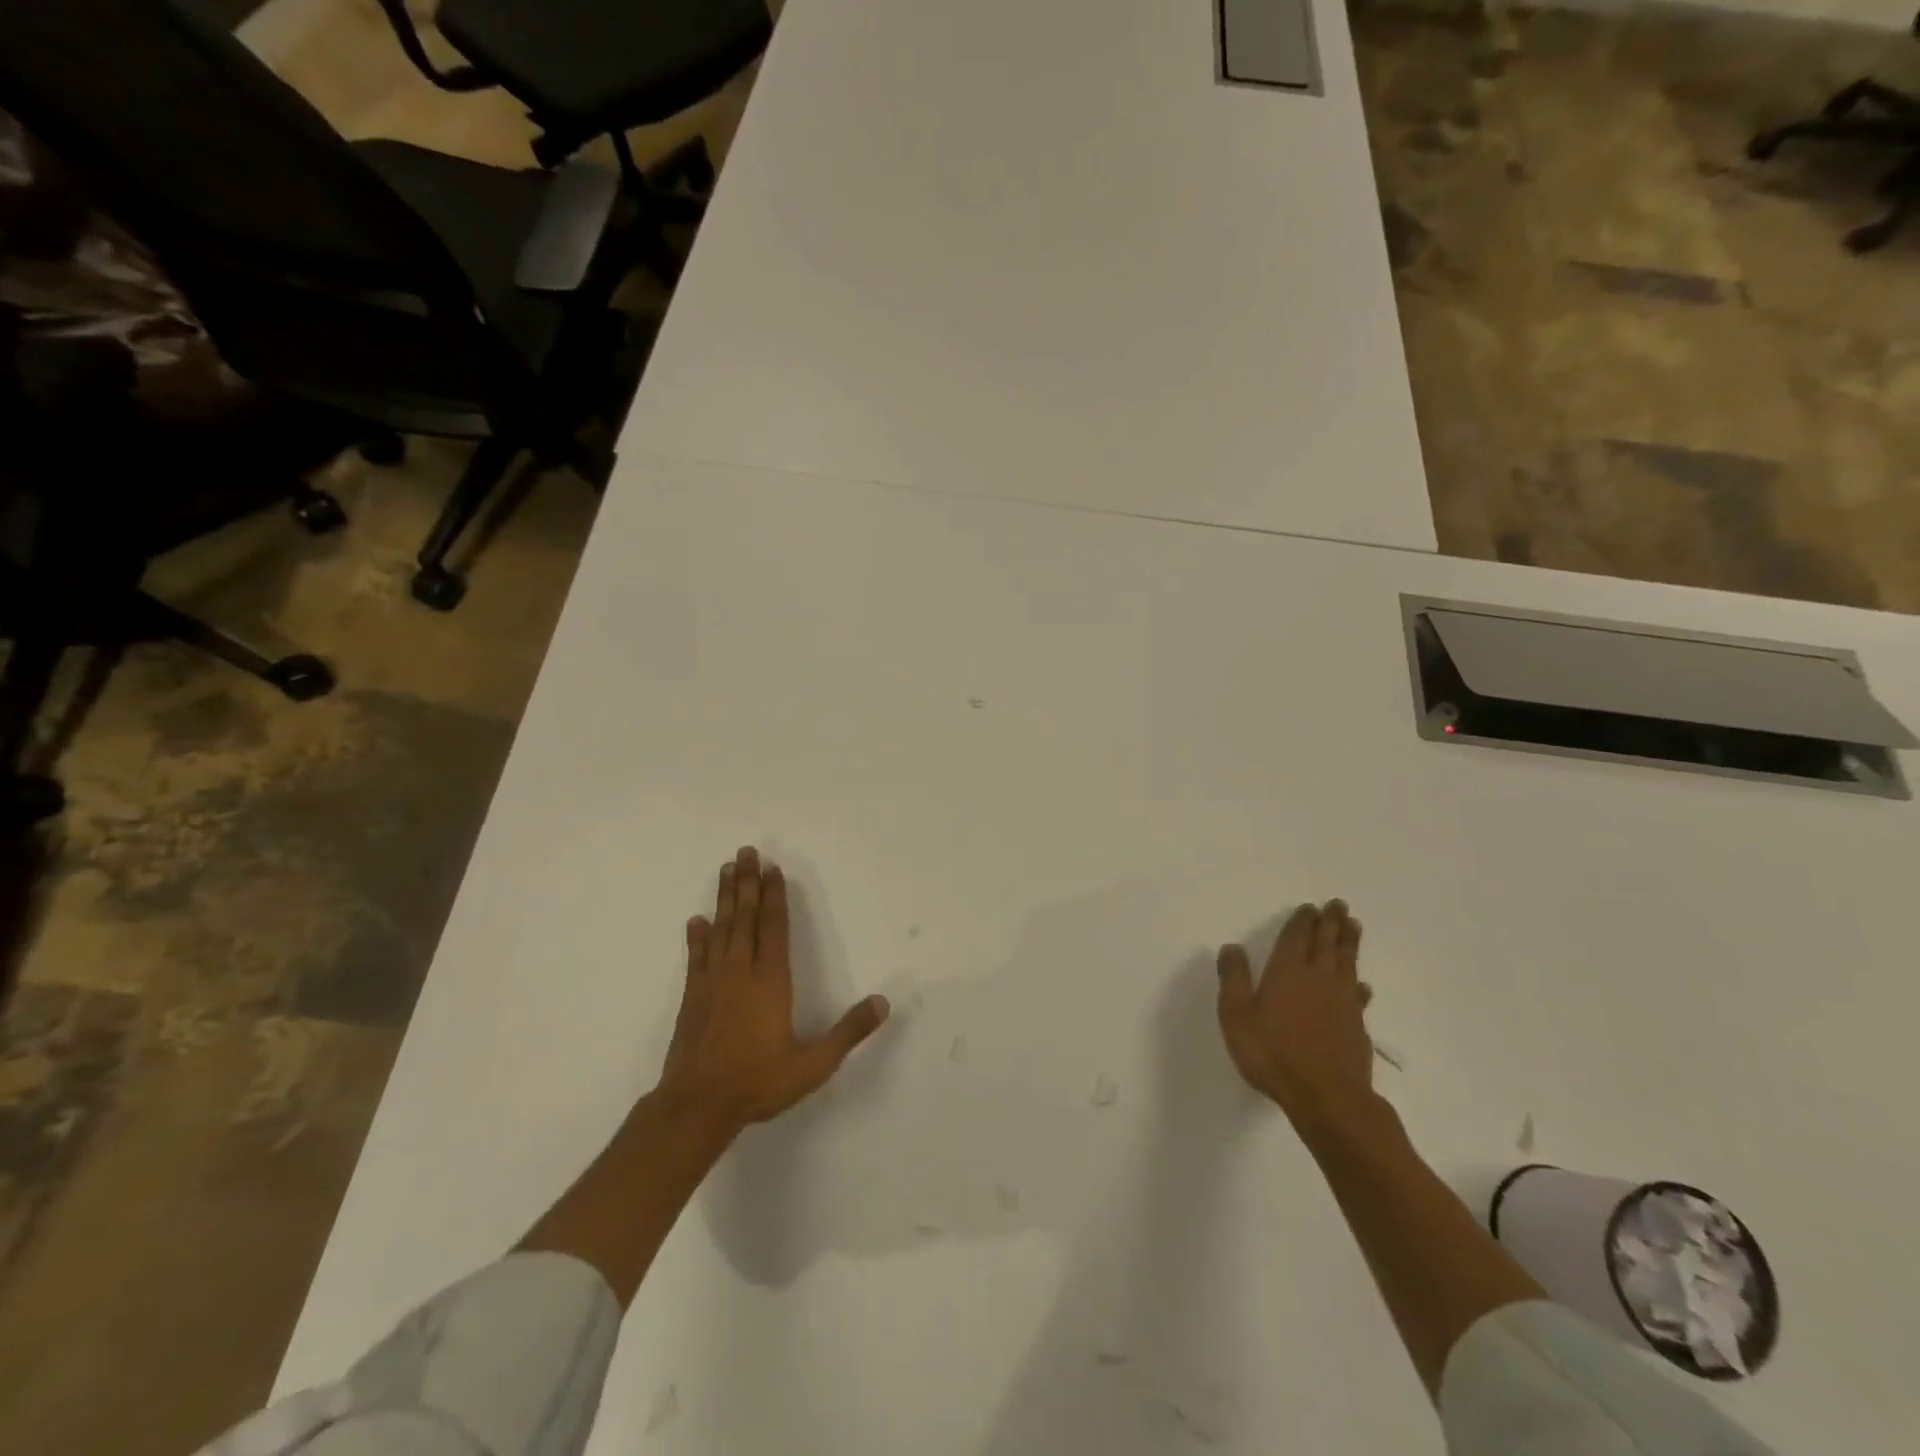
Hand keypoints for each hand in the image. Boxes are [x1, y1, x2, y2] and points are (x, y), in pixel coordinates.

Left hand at [659, 847, 890, 1136]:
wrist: (697, 1106)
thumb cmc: (758, 1082)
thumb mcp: (813, 1064)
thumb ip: (848, 1032)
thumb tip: (883, 1002)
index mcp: (771, 981)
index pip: (774, 928)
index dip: (775, 896)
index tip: (773, 868)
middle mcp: (741, 972)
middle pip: (745, 918)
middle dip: (748, 883)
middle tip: (746, 852)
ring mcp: (712, 982)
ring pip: (721, 929)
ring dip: (725, 898)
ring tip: (727, 870)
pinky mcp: (692, 997)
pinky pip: (696, 957)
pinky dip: (697, 937)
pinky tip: (696, 921)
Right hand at [1217, 900, 1374, 1121]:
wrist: (1326, 1096)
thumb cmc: (1273, 1053)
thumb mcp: (1237, 1015)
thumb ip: (1234, 978)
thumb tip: (1232, 947)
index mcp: (1287, 972)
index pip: (1296, 938)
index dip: (1302, 921)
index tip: (1310, 907)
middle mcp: (1318, 979)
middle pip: (1327, 944)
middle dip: (1331, 923)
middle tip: (1339, 904)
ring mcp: (1342, 1002)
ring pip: (1347, 963)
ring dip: (1349, 943)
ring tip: (1354, 926)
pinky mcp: (1356, 1026)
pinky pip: (1359, 995)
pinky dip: (1359, 984)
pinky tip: (1362, 984)